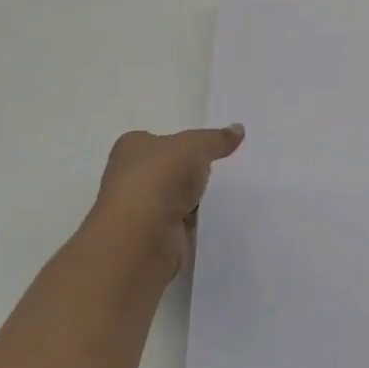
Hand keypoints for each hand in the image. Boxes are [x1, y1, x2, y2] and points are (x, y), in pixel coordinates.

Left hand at [83, 125, 244, 277]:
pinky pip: (180, 224)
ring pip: (173, 198)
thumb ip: (217, 139)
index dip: (178, 143)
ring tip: (223, 193)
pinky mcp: (152, 238)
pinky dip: (194, 223)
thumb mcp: (195, 146)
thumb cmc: (160, 178)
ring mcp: (140, 210)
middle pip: (165, 170)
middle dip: (188, 172)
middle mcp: (130, 177)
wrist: (141, 238)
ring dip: (192, 199)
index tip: (205, 147)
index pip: (155, 140)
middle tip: (219, 168)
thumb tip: (238, 129)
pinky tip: (211, 218)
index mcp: (131, 148)